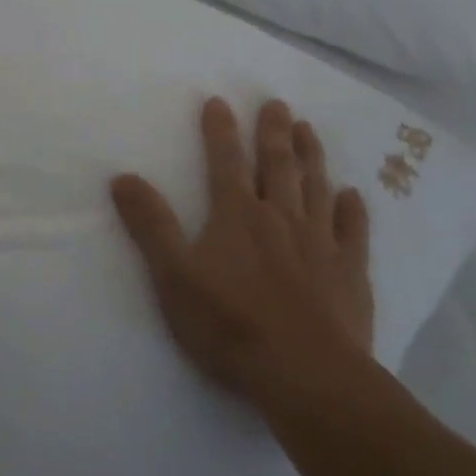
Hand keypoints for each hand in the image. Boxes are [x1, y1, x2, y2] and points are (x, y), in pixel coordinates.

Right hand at [111, 97, 372, 411]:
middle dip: (273, 131)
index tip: (219, 100)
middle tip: (277, 103)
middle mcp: (279, 217)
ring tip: (308, 129)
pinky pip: (353, 232)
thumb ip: (150, 225)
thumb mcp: (173, 275)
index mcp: (236, 215)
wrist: (306, 375)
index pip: (225, 161)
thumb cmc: (230, 324)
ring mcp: (319, 243)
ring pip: (315, 188)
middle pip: (276, 165)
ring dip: (311, 156)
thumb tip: (122, 177)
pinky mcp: (350, 273)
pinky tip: (352, 195)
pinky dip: (352, 211)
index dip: (220, 130)